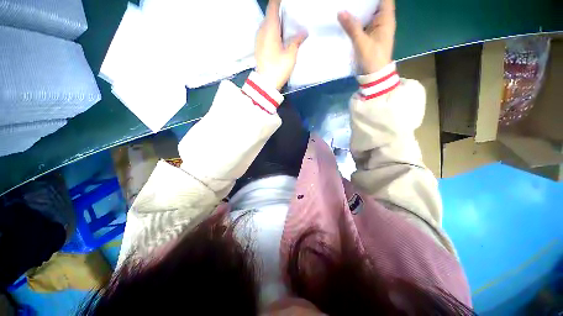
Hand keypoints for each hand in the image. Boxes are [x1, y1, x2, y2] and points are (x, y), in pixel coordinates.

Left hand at [255, 0, 306, 89]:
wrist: (265, 85)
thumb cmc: (278, 69)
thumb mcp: (290, 55)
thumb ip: (297, 41)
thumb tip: (303, 32)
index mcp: (269, 28)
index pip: (273, 5)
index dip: (279, 1)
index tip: (287, 3)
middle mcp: (261, 30)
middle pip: (270, 14)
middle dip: (280, 12)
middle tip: (292, 15)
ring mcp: (258, 39)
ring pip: (267, 24)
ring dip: (276, 23)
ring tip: (287, 26)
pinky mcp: (258, 47)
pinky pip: (265, 33)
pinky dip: (273, 31)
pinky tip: (280, 38)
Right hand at [338, 0, 395, 73]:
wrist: (374, 75)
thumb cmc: (372, 59)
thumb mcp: (361, 43)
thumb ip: (352, 27)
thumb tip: (341, 12)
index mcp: (386, 19)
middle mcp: (383, 21)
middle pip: (375, 4)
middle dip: (364, 1)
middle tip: (350, 0)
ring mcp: (377, 28)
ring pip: (369, 13)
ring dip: (360, 9)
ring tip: (348, 5)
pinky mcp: (371, 35)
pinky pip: (365, 23)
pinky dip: (358, 20)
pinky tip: (349, 18)